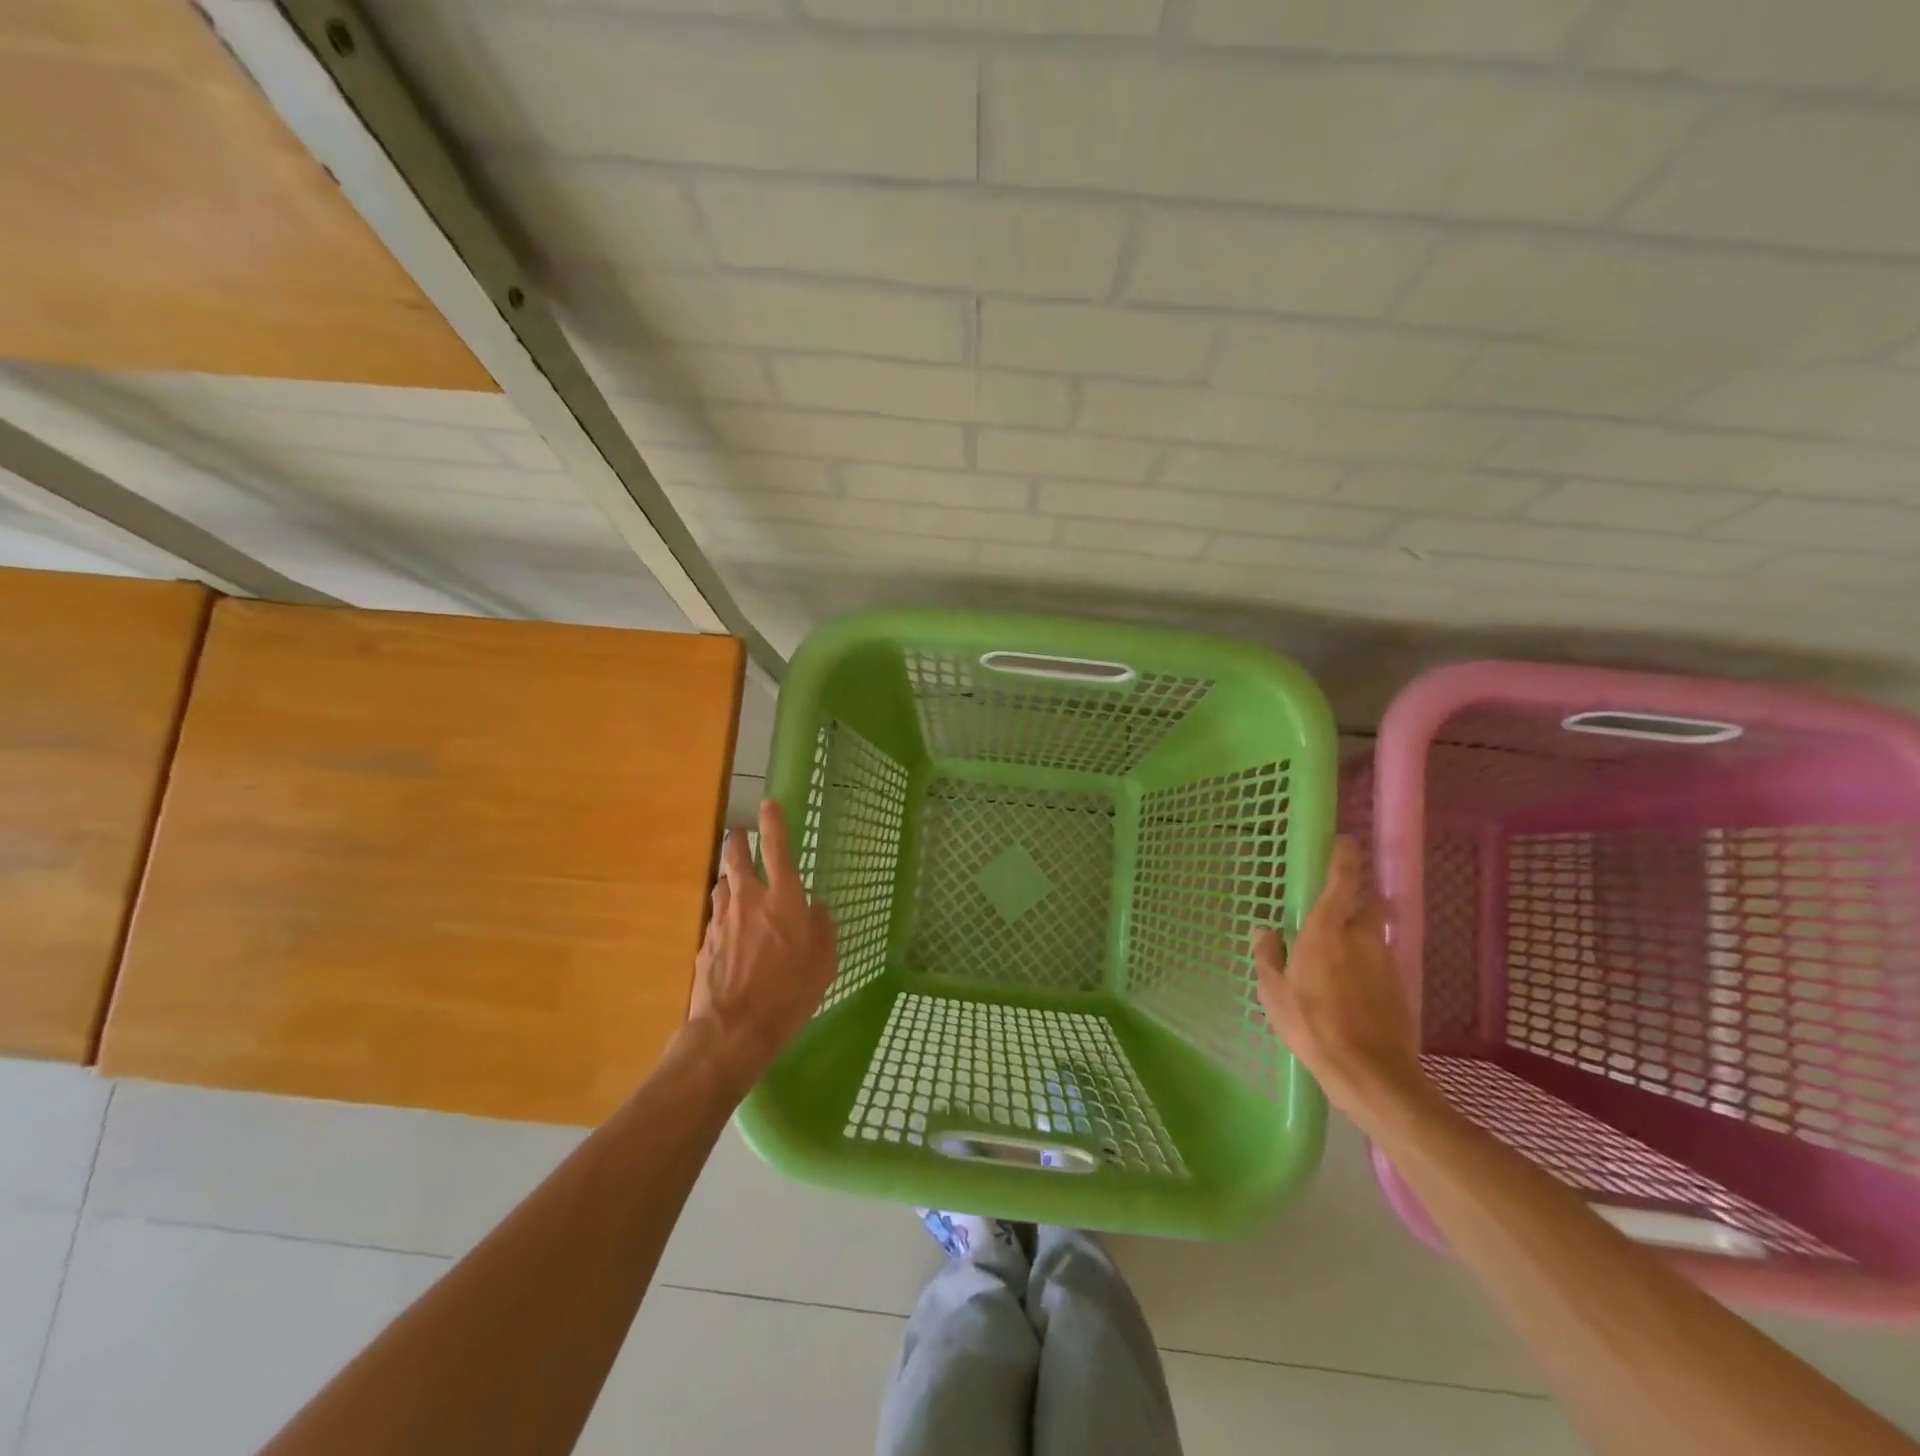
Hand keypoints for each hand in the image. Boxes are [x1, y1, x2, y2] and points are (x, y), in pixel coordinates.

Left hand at [688, 800, 837, 1092]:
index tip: (768, 804)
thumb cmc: (790, 993)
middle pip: (736, 859)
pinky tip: (729, 929)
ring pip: (722, 886)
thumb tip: (816, 908)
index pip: (778, 849)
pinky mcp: (705, 943)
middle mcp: (749, 901)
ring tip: (733, 881)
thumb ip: (823, 928)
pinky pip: (716, 918)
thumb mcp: (824, 962)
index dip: (774, 823)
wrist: (733, 1030)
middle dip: (737, 842)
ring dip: (728, 879)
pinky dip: (723, 914)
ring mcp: (722, 921)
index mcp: (783, 899)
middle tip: (738, 835)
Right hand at [1255, 835, 1431, 1126]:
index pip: (1342, 880)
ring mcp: (1384, 959)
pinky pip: (1378, 955)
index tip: (1345, 841)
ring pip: (1372, 929)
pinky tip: (1349, 979)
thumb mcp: (1274, 991)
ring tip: (1336, 947)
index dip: (1345, 857)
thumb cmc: (1312, 1025)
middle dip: (1353, 894)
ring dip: (1358, 928)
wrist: (1371, 1072)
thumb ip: (1269, 955)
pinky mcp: (1398, 983)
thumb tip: (1266, 931)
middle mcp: (1361, 936)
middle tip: (1332, 901)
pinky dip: (1365, 956)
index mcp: (1327, 930)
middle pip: (1364, 901)